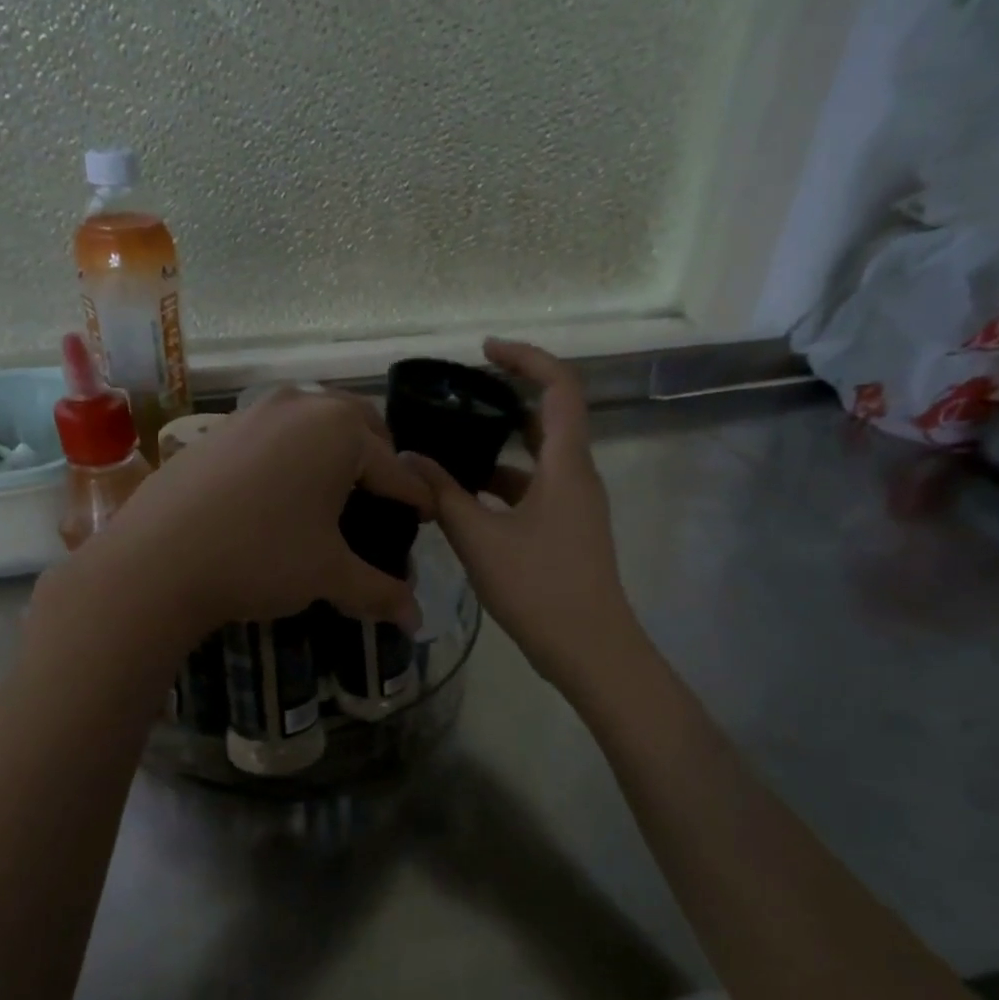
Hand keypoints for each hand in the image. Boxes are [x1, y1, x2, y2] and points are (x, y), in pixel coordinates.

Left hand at [69, 388, 430, 642]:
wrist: (156, 561)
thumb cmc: (260, 558)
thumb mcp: (327, 574)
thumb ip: (379, 591)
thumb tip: (417, 620)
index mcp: (339, 431)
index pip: (396, 468)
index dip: (417, 499)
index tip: (430, 517)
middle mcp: (300, 405)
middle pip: (359, 426)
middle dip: (379, 460)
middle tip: (383, 499)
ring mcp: (253, 411)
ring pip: (313, 423)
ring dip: (334, 451)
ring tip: (335, 493)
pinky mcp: (218, 428)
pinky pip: (274, 433)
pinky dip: (293, 454)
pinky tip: (281, 492)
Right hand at [404, 340, 637, 692]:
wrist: (589, 649)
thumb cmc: (539, 587)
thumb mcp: (481, 539)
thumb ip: (443, 495)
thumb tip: (408, 459)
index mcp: (566, 465)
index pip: (559, 387)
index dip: (526, 358)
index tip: (485, 350)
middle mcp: (577, 475)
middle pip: (549, 417)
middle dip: (507, 398)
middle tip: (461, 396)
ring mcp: (575, 505)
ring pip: (538, 458)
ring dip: (499, 447)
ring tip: (450, 446)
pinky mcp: (567, 530)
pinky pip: (534, 490)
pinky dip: (502, 484)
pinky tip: (463, 499)